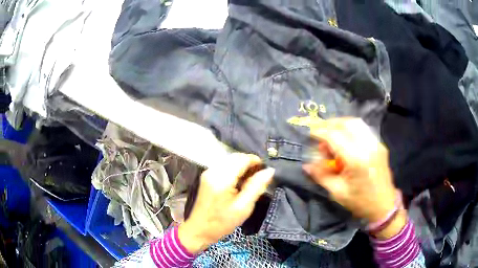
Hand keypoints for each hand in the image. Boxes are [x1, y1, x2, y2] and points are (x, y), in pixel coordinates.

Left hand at [179, 153, 273, 253]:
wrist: (200, 229)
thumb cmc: (222, 222)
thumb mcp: (243, 207)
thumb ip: (257, 187)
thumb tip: (270, 170)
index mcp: (222, 178)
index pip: (242, 159)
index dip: (256, 161)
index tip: (266, 171)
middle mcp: (213, 170)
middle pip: (235, 157)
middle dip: (249, 162)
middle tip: (260, 176)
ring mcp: (208, 172)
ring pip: (230, 160)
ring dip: (242, 165)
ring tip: (251, 179)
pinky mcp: (207, 176)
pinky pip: (224, 165)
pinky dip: (234, 169)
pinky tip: (239, 181)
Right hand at [303, 118, 404, 238]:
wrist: (384, 206)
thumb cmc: (360, 202)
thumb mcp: (338, 192)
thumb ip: (321, 176)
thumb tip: (307, 165)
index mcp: (356, 160)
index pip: (335, 136)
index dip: (320, 132)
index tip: (310, 133)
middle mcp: (368, 146)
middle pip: (347, 123)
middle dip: (330, 124)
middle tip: (320, 131)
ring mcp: (376, 144)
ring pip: (356, 123)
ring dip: (341, 124)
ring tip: (331, 132)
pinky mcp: (380, 145)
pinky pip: (364, 129)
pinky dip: (351, 129)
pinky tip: (345, 138)